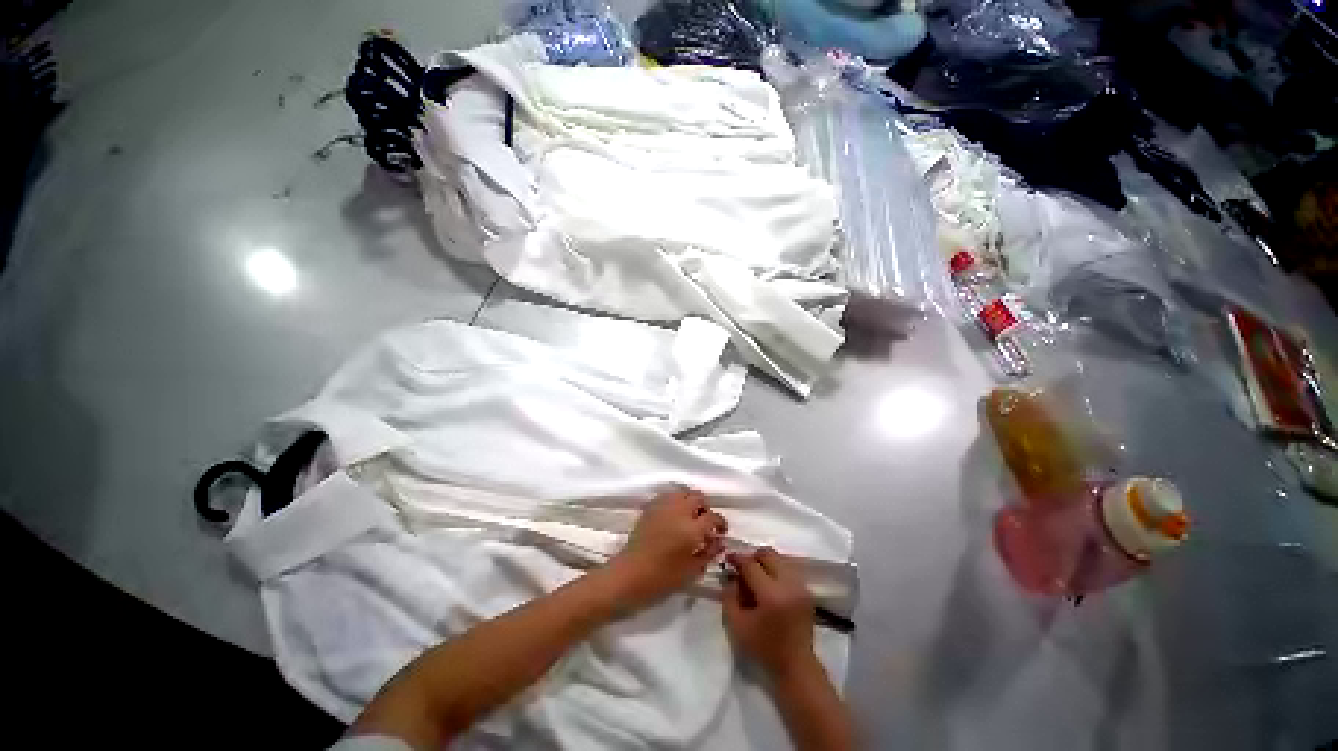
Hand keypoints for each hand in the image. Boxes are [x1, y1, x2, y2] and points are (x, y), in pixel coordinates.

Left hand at [605, 488, 727, 609]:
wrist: (629, 575)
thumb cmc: (662, 579)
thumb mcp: (692, 571)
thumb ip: (709, 553)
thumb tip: (719, 541)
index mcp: (691, 529)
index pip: (713, 517)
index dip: (720, 523)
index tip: (720, 532)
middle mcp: (679, 511)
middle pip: (698, 497)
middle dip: (705, 508)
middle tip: (704, 523)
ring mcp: (663, 506)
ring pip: (683, 492)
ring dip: (690, 501)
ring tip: (689, 517)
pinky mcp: (650, 506)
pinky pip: (668, 495)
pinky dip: (675, 500)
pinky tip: (674, 515)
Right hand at [722, 547, 815, 678]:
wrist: (796, 666)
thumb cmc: (763, 648)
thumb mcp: (737, 625)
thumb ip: (729, 596)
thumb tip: (730, 575)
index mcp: (771, 594)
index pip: (751, 564)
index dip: (737, 559)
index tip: (727, 559)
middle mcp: (788, 584)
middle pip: (768, 554)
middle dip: (752, 557)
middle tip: (742, 568)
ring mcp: (800, 586)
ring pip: (779, 558)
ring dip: (764, 562)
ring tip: (755, 576)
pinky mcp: (806, 590)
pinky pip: (787, 568)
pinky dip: (775, 570)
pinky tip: (768, 585)